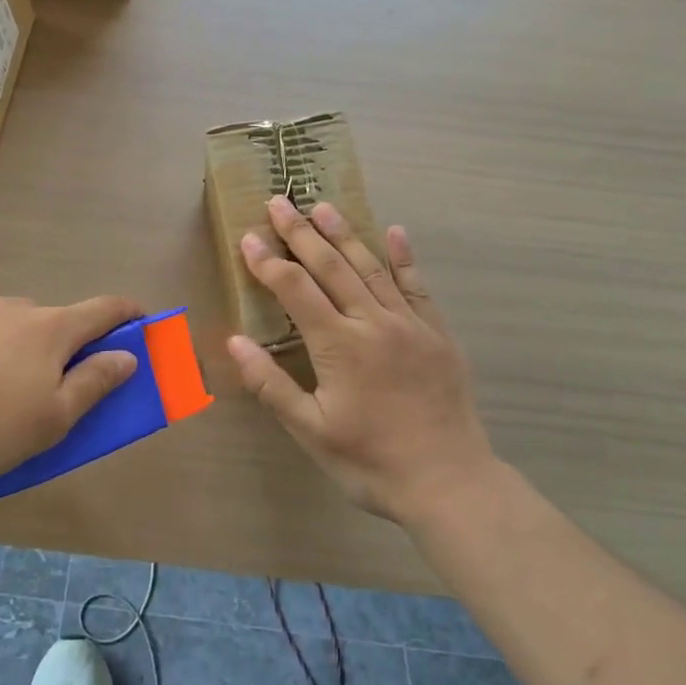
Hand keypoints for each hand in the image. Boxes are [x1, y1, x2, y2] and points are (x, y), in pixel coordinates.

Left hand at [0, 296, 142, 488]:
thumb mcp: (54, 417)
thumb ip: (94, 382)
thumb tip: (126, 355)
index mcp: (52, 328)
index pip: (104, 309)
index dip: (129, 314)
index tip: (143, 322)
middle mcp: (16, 310)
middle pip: (57, 320)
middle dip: (69, 345)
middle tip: (62, 384)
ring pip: (13, 329)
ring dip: (24, 351)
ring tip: (5, 396)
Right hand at [228, 196, 495, 524]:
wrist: (449, 482)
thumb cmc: (372, 462)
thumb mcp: (311, 432)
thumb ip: (272, 385)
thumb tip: (236, 341)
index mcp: (339, 346)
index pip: (295, 291)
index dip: (269, 262)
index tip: (249, 237)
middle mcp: (373, 323)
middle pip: (331, 267)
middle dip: (301, 233)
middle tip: (280, 202)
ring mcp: (409, 324)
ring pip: (371, 267)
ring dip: (344, 234)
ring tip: (322, 206)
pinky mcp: (436, 332)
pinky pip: (416, 285)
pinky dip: (404, 257)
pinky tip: (395, 231)